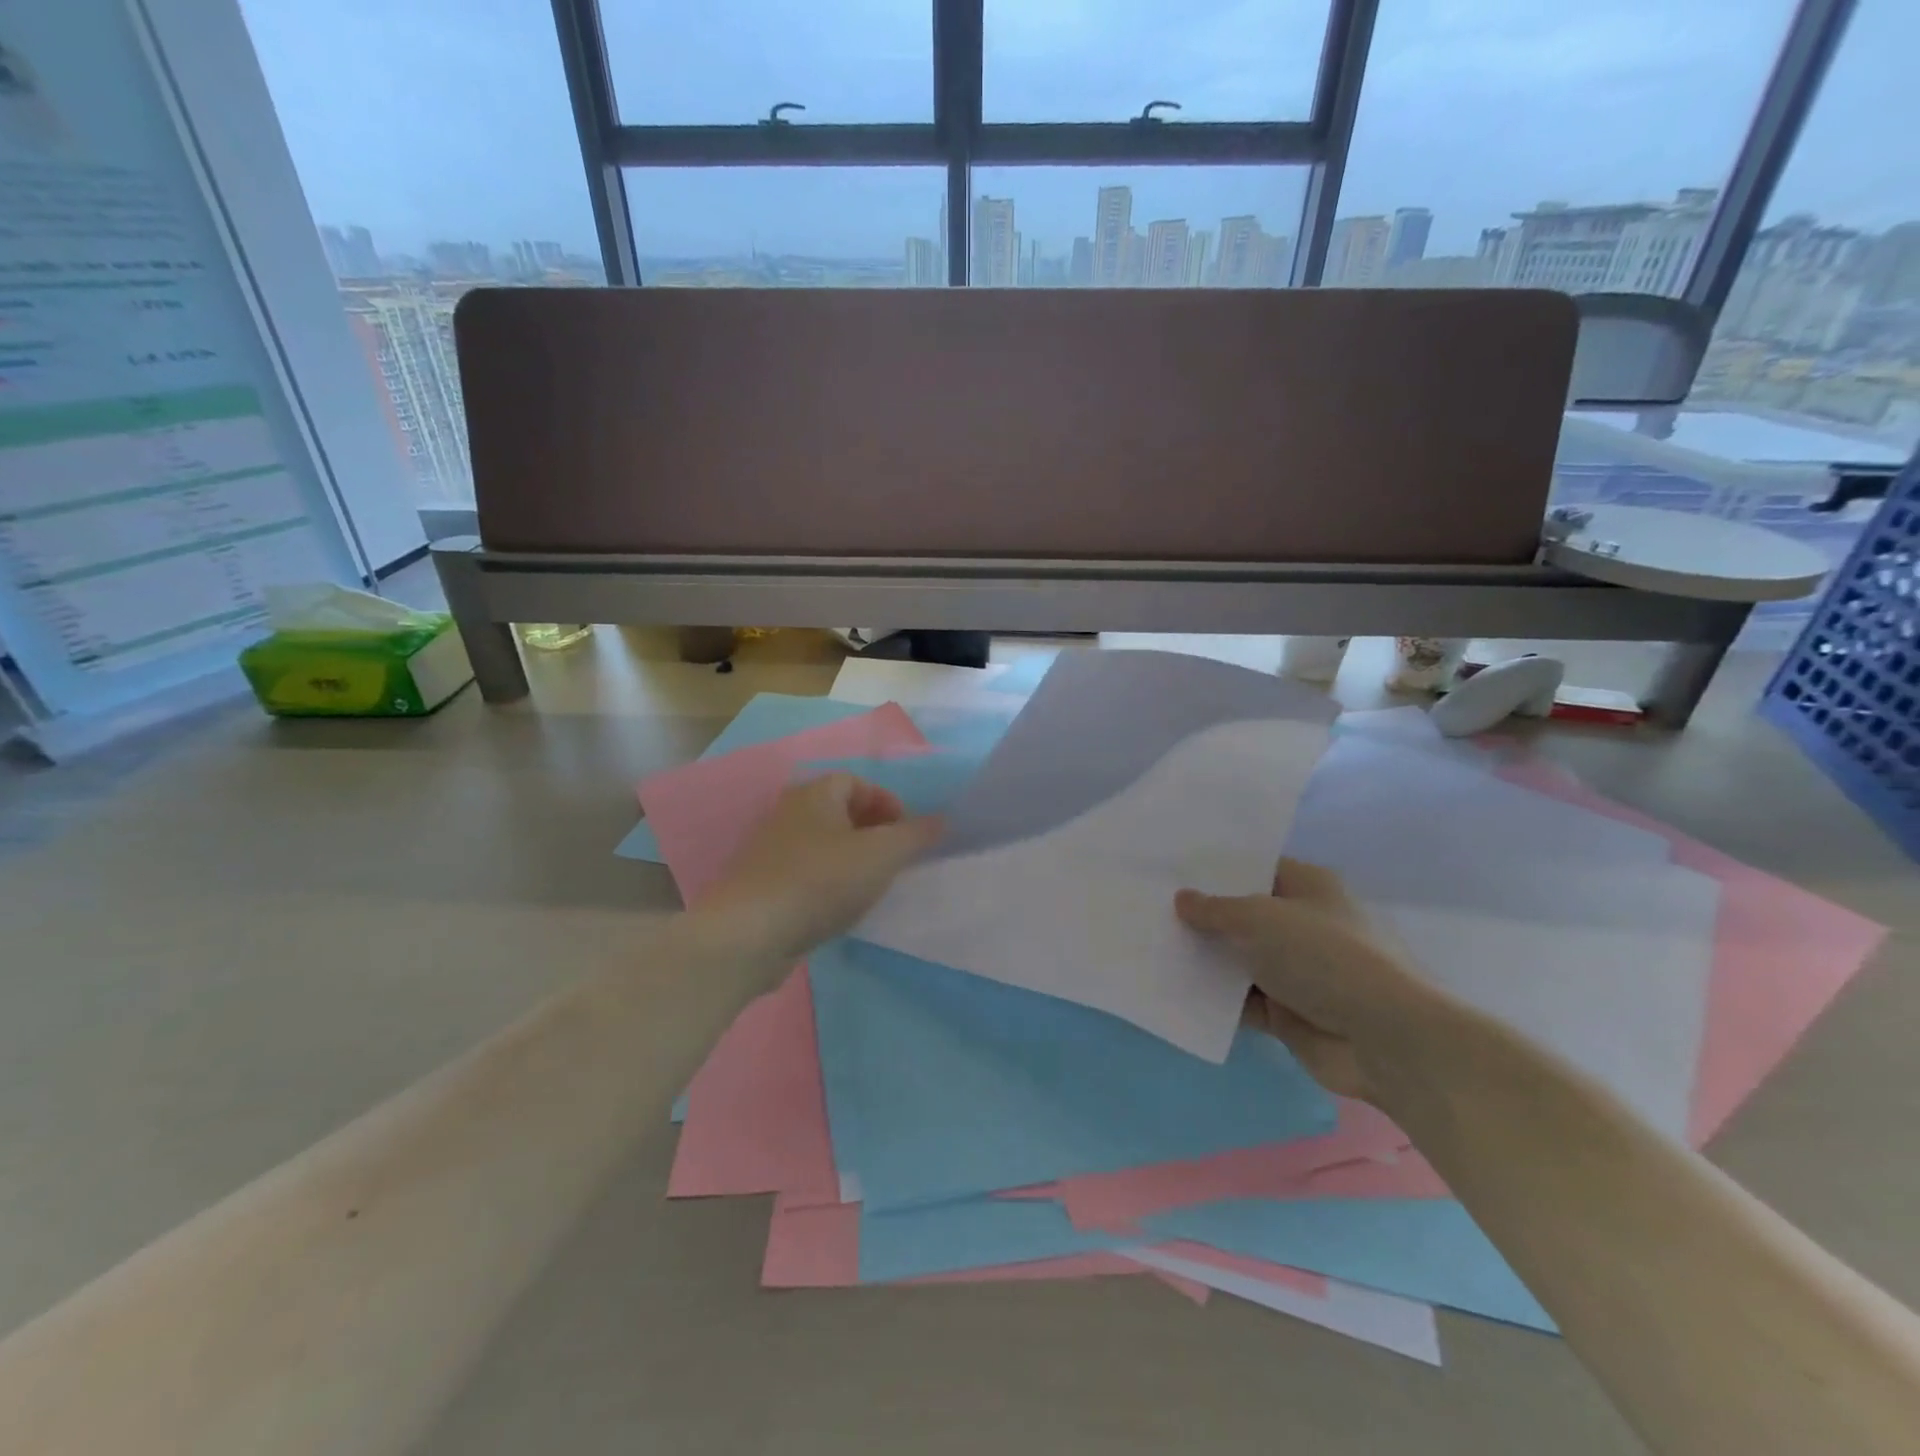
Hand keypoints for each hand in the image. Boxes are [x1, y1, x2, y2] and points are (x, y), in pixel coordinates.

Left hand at [694, 773, 943, 963]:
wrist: (750, 933)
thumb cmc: (821, 881)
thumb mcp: (881, 855)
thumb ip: (915, 835)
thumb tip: (942, 819)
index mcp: (814, 794)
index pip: (857, 782)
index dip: (887, 803)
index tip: (907, 834)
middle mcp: (789, 813)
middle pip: (840, 812)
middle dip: (873, 832)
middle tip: (895, 860)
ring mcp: (772, 850)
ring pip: (824, 845)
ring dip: (852, 859)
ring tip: (873, 886)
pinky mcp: (763, 885)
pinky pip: (807, 873)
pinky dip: (829, 883)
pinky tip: (840, 909)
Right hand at [1175, 859, 1441, 1103]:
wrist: (1382, 1038)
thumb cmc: (1324, 956)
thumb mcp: (1260, 918)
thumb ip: (1215, 909)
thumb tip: (1182, 899)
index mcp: (1309, 886)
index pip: (1256, 868)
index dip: (1217, 869)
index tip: (1173, 869)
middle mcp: (1304, 923)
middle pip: (1244, 914)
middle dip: (1205, 915)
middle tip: (1152, 907)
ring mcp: (1297, 970)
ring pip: (1240, 958)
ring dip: (1207, 959)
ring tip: (1154, 945)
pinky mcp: (1289, 1012)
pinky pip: (1243, 1000)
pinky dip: (1216, 999)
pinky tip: (1175, 989)